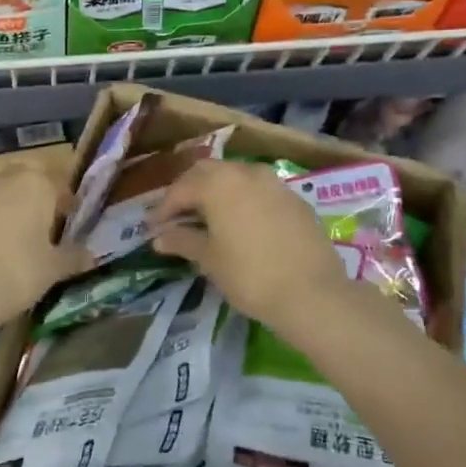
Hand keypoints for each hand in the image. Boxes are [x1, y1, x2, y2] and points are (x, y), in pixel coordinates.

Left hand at [0, 165, 92, 336]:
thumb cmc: (16, 272)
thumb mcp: (53, 269)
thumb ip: (73, 257)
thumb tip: (90, 255)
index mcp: (36, 184)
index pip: (60, 184)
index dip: (68, 204)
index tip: (71, 224)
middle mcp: (5, 181)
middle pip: (28, 182)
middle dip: (38, 200)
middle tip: (46, 229)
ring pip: (2, 195)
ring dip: (12, 211)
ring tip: (19, 242)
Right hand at [149, 159, 354, 336]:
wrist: (312, 293)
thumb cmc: (250, 275)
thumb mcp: (210, 259)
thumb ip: (182, 241)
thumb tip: (159, 237)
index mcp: (218, 183)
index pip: (181, 188)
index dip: (164, 208)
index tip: (153, 227)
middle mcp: (245, 173)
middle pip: (208, 172)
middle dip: (189, 191)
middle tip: (178, 216)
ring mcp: (274, 183)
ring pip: (236, 177)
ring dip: (218, 192)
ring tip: (209, 218)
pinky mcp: (295, 199)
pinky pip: (260, 191)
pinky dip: (243, 200)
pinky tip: (242, 223)